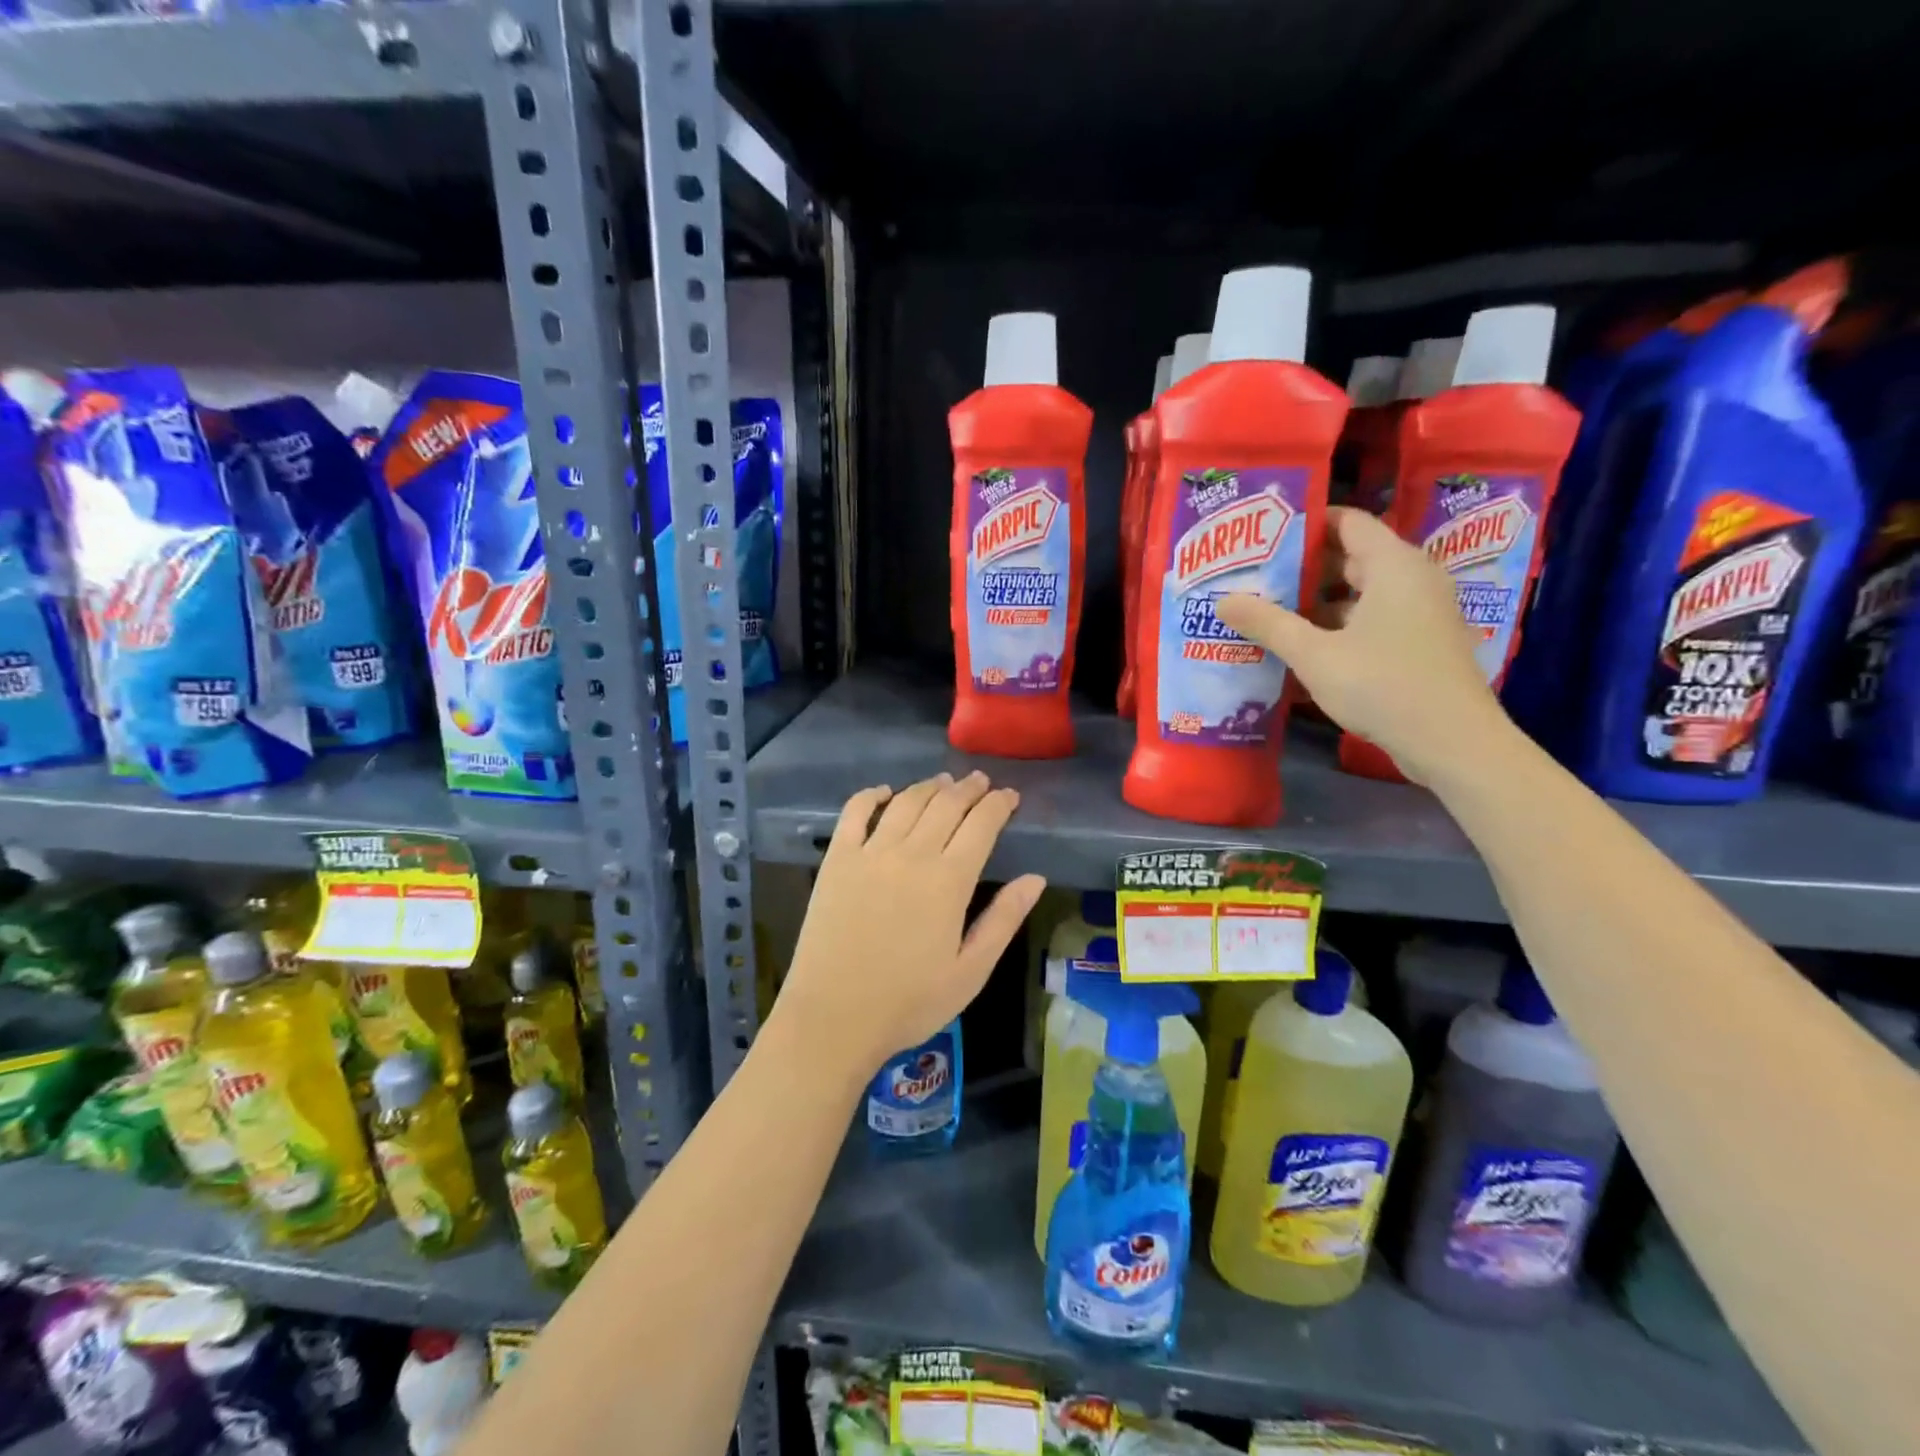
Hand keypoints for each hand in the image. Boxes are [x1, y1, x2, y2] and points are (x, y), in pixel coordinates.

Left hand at [771, 771, 1045, 1082]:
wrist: (834, 1017)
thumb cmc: (909, 1002)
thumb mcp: (970, 971)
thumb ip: (1004, 920)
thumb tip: (1036, 879)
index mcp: (949, 881)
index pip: (981, 825)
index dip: (998, 805)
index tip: (1010, 796)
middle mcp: (912, 854)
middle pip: (946, 805)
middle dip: (968, 789)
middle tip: (981, 782)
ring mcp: (870, 853)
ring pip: (906, 802)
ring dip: (929, 787)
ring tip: (944, 782)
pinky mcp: (837, 859)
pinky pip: (854, 812)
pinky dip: (871, 795)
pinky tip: (884, 792)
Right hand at [1215, 506, 1512, 786]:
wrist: (1451, 742)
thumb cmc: (1382, 685)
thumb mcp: (1314, 655)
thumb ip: (1268, 623)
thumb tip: (1222, 600)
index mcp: (1393, 565)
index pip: (1347, 522)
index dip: (1305, 524)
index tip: (1263, 535)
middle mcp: (1412, 578)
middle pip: (1351, 557)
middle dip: (1303, 566)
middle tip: (1254, 575)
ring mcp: (1420, 612)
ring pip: (1360, 592)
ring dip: (1316, 601)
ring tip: (1267, 610)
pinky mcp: (1419, 641)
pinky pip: (1372, 618)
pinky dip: (1338, 624)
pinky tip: (1301, 645)